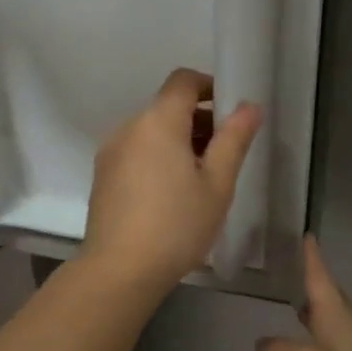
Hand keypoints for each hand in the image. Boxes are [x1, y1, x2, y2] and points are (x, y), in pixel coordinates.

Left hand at [80, 68, 261, 291]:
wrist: (119, 270)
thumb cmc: (176, 225)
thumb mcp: (217, 184)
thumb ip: (234, 139)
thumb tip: (249, 106)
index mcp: (157, 121)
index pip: (183, 81)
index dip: (209, 86)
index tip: (230, 112)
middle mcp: (128, 127)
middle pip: (167, 107)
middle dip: (198, 120)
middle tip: (224, 154)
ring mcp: (110, 152)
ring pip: (150, 131)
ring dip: (177, 140)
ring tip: (200, 179)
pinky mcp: (102, 175)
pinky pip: (135, 151)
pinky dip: (156, 157)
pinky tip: (171, 193)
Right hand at [256, 237, 351, 350]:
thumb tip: (266, 343)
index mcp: (337, 321)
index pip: (321, 280)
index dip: (312, 259)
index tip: (308, 236)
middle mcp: (350, 335)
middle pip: (332, 302)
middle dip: (315, 286)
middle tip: (297, 271)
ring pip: (333, 328)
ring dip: (315, 316)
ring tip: (296, 309)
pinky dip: (316, 345)